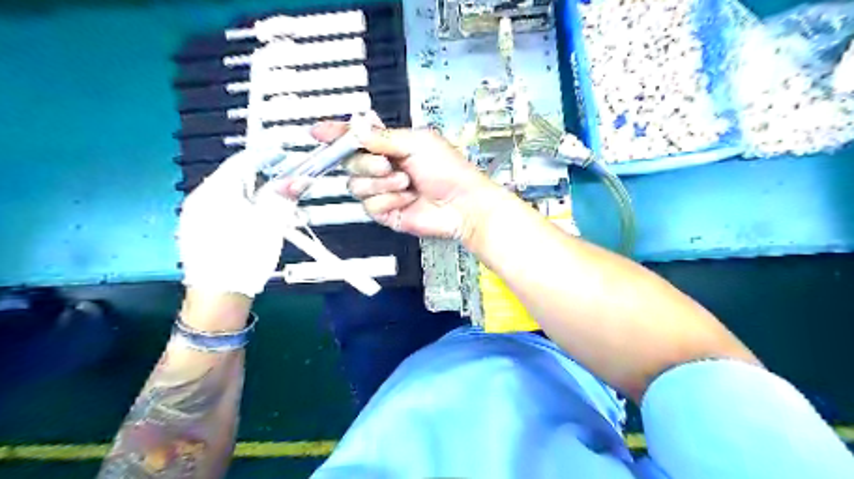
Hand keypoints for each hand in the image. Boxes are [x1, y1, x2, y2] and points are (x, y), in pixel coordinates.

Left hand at [176, 152, 293, 296]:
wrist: (219, 296)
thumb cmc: (245, 256)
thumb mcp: (270, 224)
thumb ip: (283, 197)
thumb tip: (300, 179)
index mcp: (216, 192)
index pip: (241, 162)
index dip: (265, 156)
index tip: (284, 156)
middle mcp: (199, 198)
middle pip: (233, 177)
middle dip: (259, 176)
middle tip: (282, 181)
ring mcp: (194, 215)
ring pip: (227, 193)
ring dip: (250, 192)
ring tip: (271, 201)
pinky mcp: (196, 230)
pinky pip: (220, 208)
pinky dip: (239, 206)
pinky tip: (251, 219)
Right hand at [311, 122, 498, 241]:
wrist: (461, 203)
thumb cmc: (449, 171)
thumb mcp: (417, 143)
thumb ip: (382, 138)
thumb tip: (357, 129)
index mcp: (390, 146)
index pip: (355, 138)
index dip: (335, 135)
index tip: (317, 132)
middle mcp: (384, 167)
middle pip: (349, 162)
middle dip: (366, 163)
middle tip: (387, 163)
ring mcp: (383, 190)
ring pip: (356, 185)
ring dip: (381, 183)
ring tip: (405, 182)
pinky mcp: (386, 211)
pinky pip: (370, 204)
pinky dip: (389, 200)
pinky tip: (406, 198)